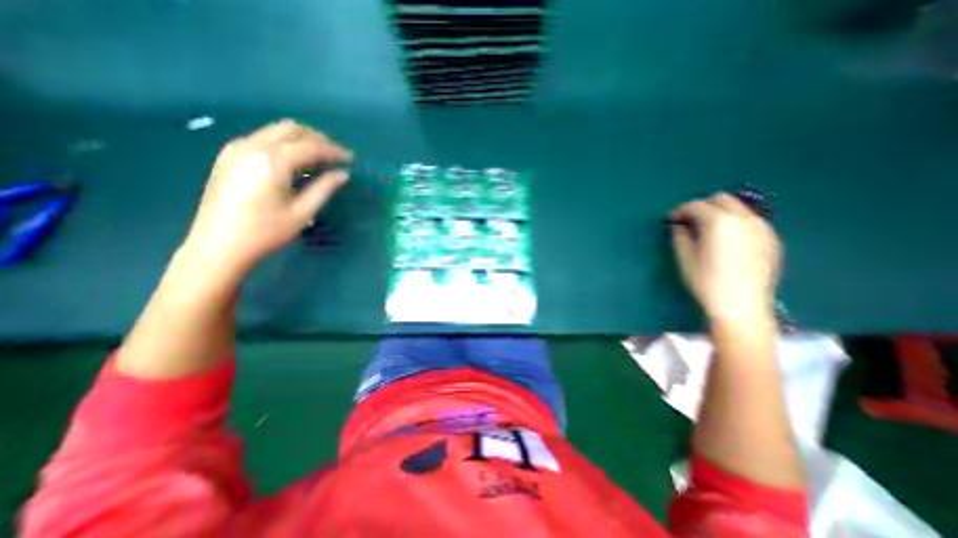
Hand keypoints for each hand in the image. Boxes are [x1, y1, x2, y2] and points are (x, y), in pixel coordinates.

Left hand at [180, 120, 350, 274]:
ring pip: (276, 131)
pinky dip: (284, 144)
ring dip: (301, 139)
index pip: (311, 146)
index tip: (351, 159)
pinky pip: (263, 138)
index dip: (334, 151)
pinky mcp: (229, 156)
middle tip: (335, 156)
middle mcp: (253, 146)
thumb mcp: (302, 212)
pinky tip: (294, 162)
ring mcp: (237, 148)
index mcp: (273, 160)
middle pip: (292, 128)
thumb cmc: (266, 231)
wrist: (218, 245)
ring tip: (319, 158)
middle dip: (318, 139)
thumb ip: (324, 188)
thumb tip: (343, 174)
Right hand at [668, 193, 781, 323]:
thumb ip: (681, 236)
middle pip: (721, 199)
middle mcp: (744, 219)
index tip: (672, 220)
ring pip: (738, 208)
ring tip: (707, 231)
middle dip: (702, 206)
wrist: (741, 305)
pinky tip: (726, 241)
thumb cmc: (706, 281)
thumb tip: (680, 226)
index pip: (697, 205)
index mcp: (719, 222)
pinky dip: (735, 223)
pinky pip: (750, 221)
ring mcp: (762, 228)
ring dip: (720, 213)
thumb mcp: (685, 258)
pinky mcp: (771, 239)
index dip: (680, 210)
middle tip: (688, 221)